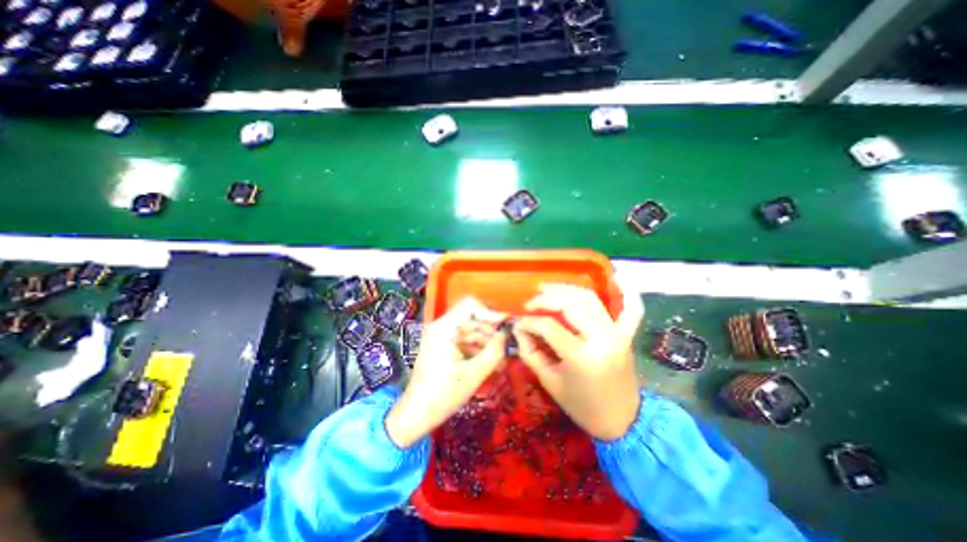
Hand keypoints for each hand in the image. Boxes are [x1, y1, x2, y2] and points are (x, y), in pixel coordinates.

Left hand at [384, 296, 507, 448]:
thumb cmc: (443, 395)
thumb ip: (494, 351)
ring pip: (472, 331)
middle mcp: (442, 327)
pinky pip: (466, 342)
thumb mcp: (474, 373)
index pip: (471, 305)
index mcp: (444, 328)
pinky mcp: (445, 347)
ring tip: (504, 359)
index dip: (490, 313)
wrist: (416, 415)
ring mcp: (443, 337)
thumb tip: (508, 334)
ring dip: (488, 343)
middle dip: (492, 332)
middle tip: (509, 346)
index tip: (506, 326)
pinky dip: (479, 350)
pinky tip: (493, 363)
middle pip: (473, 319)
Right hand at [514, 284, 639, 440]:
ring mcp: (616, 334)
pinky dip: (628, 294)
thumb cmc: (582, 407)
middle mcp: (601, 339)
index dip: (529, 322)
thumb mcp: (550, 382)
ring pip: (590, 299)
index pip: (548, 326)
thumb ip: (531, 353)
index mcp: (580, 357)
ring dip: (567, 288)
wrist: (621, 421)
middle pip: (569, 305)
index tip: (519, 324)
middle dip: (545, 299)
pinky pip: (631, 310)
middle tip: (530, 302)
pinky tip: (618, 278)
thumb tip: (519, 330)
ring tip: (548, 287)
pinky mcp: (625, 335)